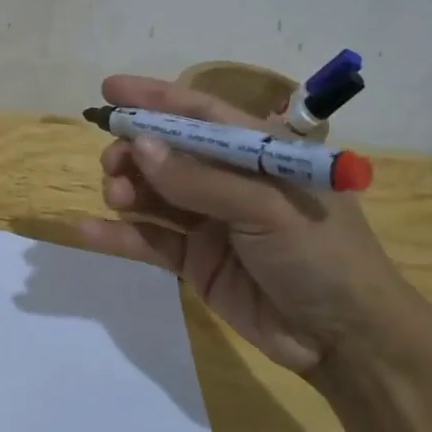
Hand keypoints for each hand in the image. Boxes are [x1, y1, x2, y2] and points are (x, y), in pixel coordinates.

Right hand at [75, 75, 412, 375]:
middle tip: (112, 162)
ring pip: (155, 193)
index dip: (156, 98)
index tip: (110, 90)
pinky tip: (87, 230)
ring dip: (127, 188)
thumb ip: (200, 179)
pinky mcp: (195, 262)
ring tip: (116, 195)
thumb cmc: (322, 256)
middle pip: (169, 152)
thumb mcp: (267, 208)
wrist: (344, 341)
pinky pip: (150, 240)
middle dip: (135, 150)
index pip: (201, 113)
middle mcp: (231, 181)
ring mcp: (210, 222)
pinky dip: (119, 235)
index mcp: (260, 153)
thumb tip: (140, 145)